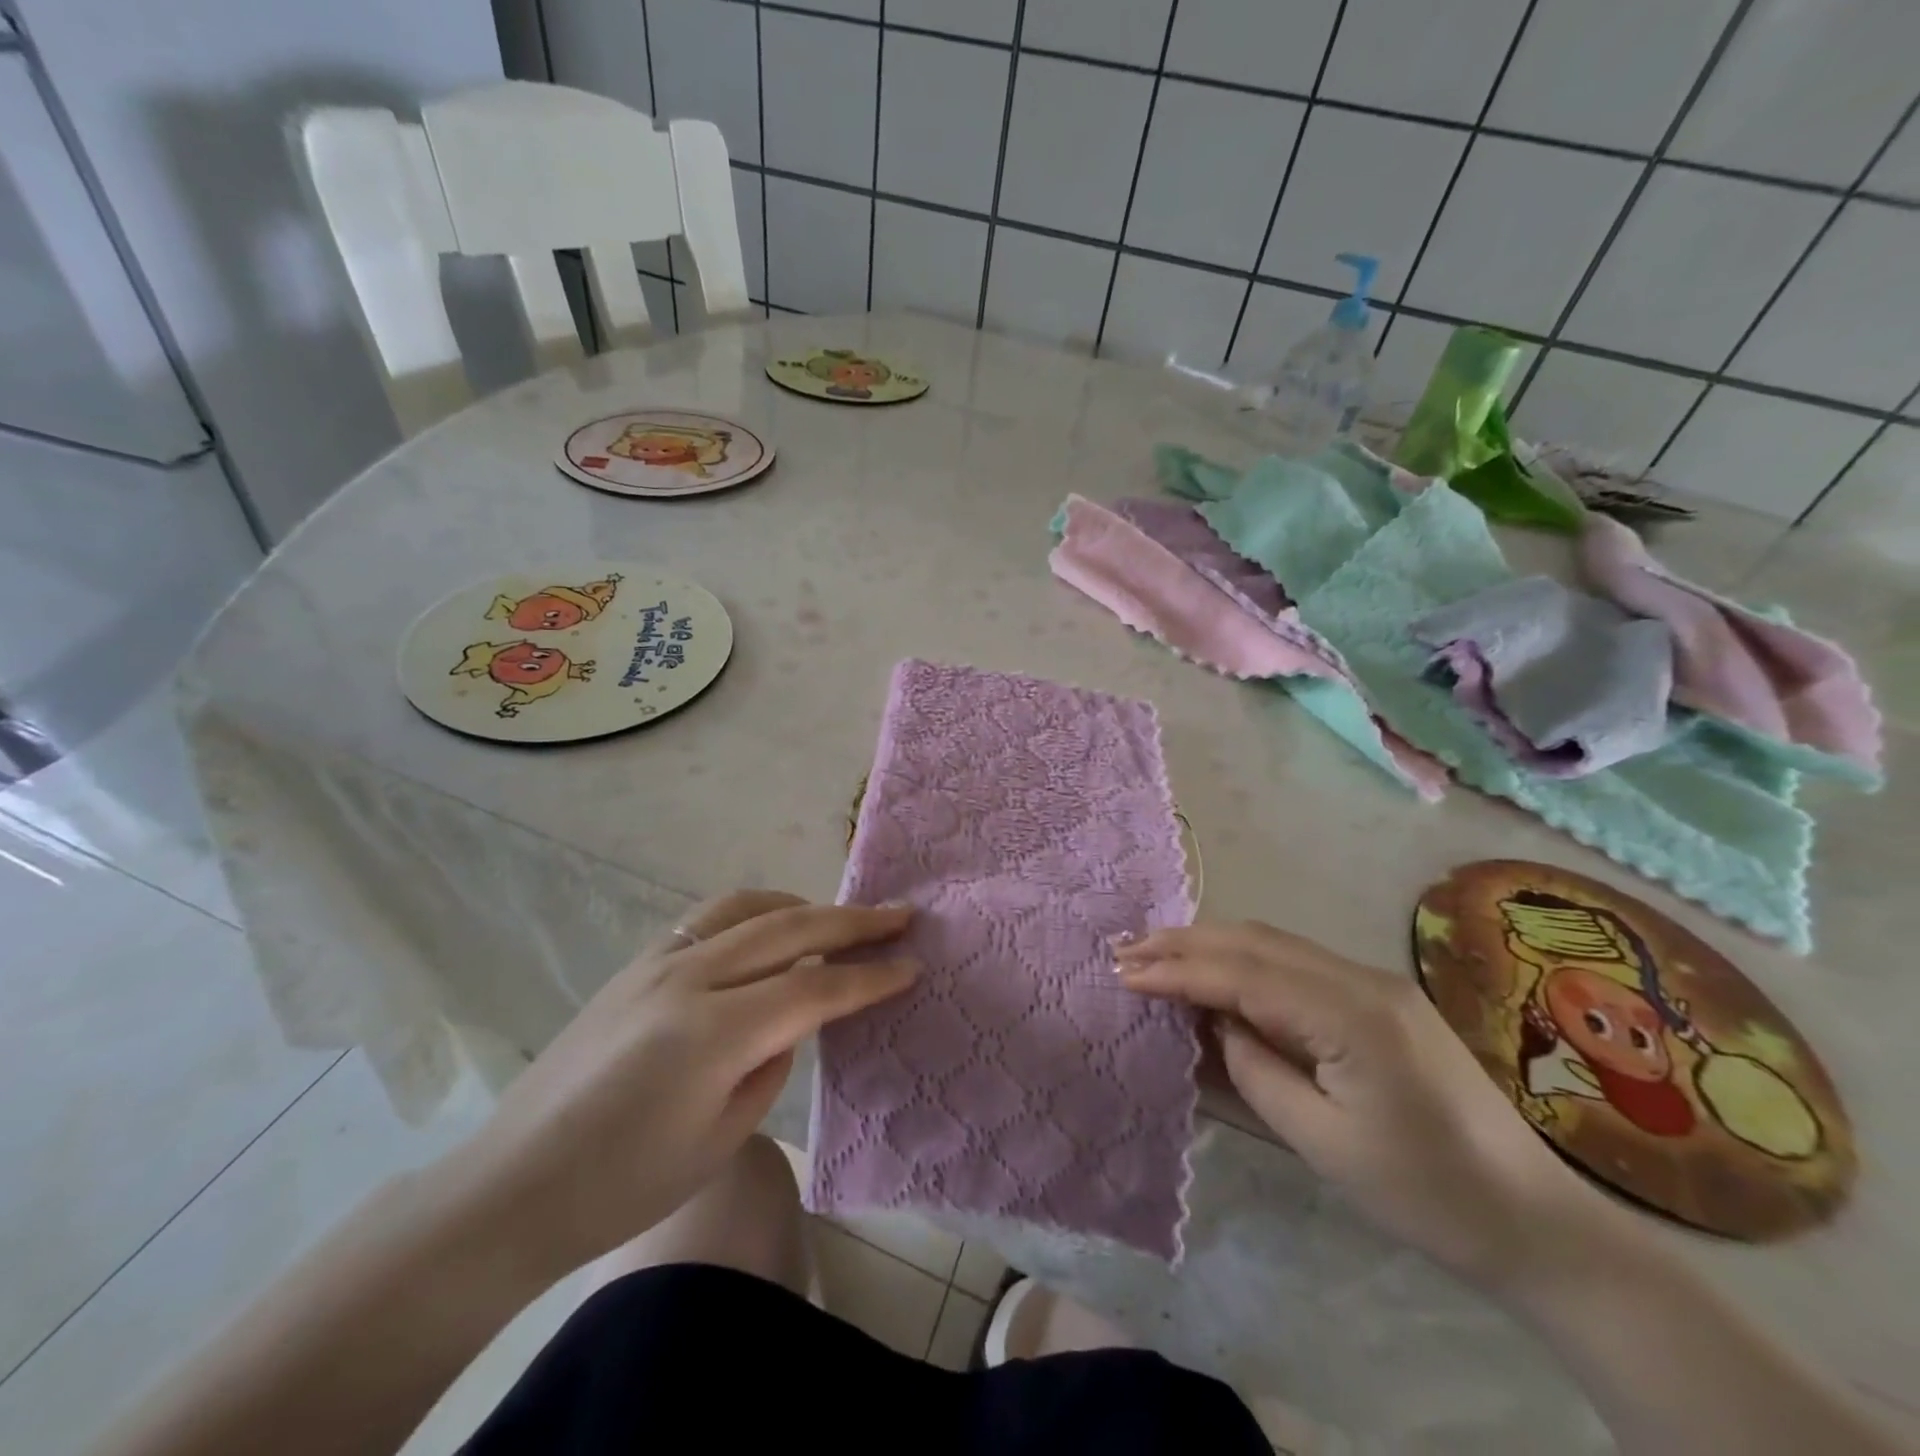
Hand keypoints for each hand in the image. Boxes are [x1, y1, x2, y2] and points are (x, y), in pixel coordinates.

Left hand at [442, 891, 915, 1281]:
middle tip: (899, 915)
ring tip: (834, 919)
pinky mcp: (636, 963)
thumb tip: (796, 1013)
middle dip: (852, 921)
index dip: (869, 978)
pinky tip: (768, 933)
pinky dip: (755, 913)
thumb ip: (771, 1060)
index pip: (814, 989)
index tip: (911, 965)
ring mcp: (656, 962)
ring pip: (747, 906)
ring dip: (801, 906)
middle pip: (789, 928)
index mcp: (713, 1031)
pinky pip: (710, 918)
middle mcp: (688, 977)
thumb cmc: (623, 1186)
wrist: (511, 1188)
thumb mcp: (721, 1136)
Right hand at [1116, 922, 1603, 1289]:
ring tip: (1156, 952)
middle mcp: (1361, 978)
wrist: (1534, 1218)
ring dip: (1210, 944)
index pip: (1243, 974)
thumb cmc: (1425, 1193)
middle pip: (1254, 941)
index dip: (1178, 971)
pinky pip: (1295, 961)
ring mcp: (1373, 981)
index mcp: (1350, 1015)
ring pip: (1272, 942)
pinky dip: (1243, 959)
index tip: (1124, 974)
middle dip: (1184, 942)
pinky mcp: (1377, 995)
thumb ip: (1256, 1069)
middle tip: (1126, 950)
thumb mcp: (1322, 1142)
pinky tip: (1216, 969)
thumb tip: (1215, 1022)